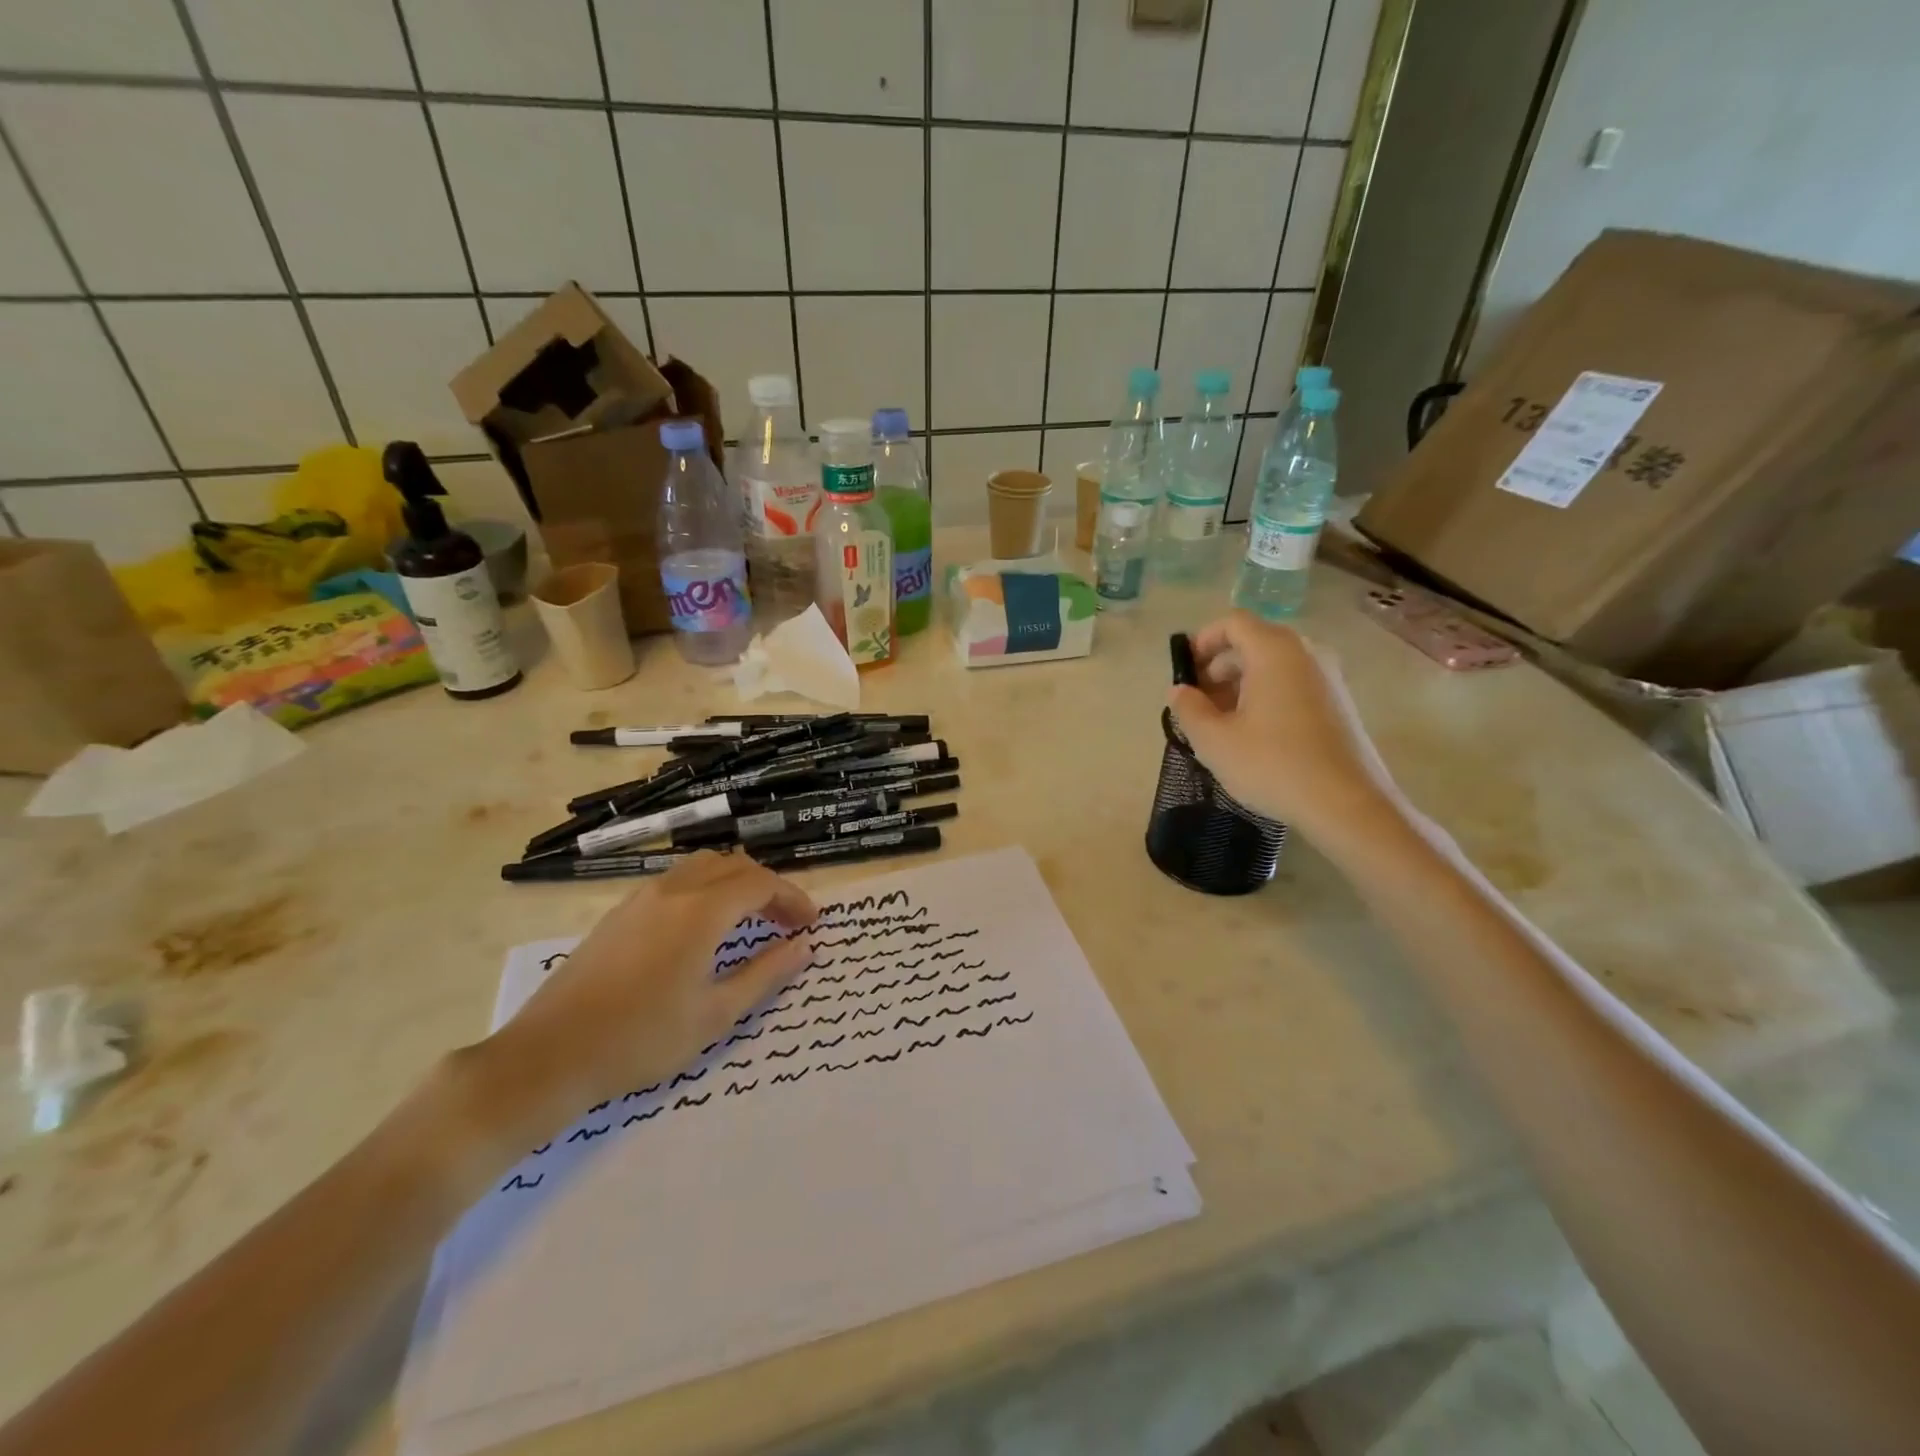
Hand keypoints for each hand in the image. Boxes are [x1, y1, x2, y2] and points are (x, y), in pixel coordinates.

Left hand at [466, 853, 815, 1140]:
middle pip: (733, 866)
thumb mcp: (715, 1015)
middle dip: (767, 887)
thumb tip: (804, 946)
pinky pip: (675, 882)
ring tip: (749, 920)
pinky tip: (702, 929)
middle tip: (785, 923)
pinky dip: (705, 890)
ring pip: (701, 868)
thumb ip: (764, 974)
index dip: (792, 899)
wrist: (548, 1057)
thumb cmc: (641, 1040)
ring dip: (734, 883)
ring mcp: (640, 899)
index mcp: (701, 912)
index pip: (761, 884)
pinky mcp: (618, 914)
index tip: (811, 925)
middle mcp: (672, 891)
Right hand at [1168, 611, 1384, 831]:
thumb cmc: (1273, 765)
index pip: (1232, 622)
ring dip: (1241, 685)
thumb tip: (1180, 691)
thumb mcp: (1214, 740)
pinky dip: (1267, 697)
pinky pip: (1293, 684)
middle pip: (1253, 642)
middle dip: (1219, 667)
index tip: (1185, 674)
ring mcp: (1328, 677)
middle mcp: (1306, 653)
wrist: (1348, 805)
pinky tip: (1255, 736)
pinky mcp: (1339, 703)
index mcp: (1275, 651)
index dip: (1202, 641)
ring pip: (1273, 666)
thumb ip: (1188, 709)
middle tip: (1198, 704)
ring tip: (1223, 724)